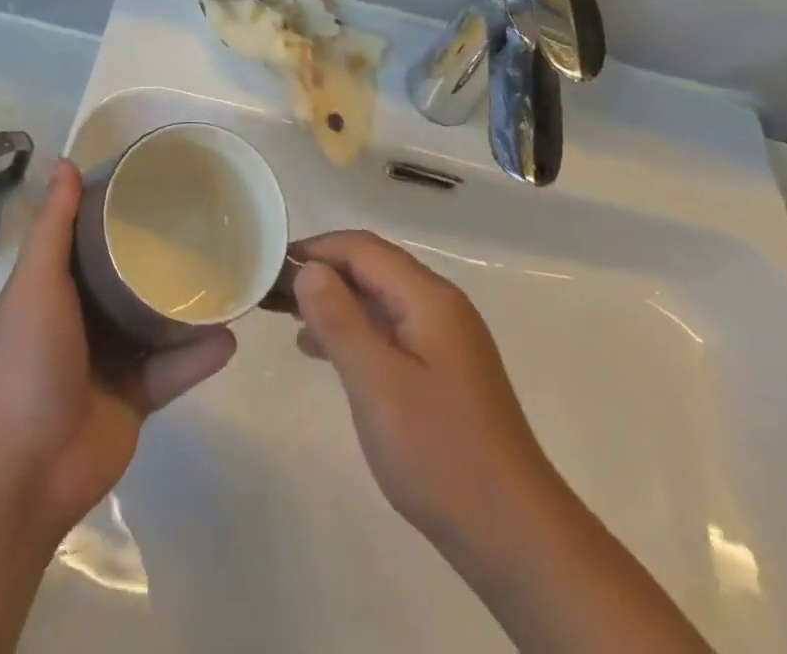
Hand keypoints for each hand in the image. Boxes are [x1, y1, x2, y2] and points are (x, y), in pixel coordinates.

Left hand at [0, 160, 235, 541]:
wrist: (21, 470)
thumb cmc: (24, 360)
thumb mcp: (36, 283)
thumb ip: (54, 227)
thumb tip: (65, 162)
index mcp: (58, 287)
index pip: (92, 238)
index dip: (119, 211)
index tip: (157, 182)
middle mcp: (86, 318)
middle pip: (131, 279)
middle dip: (163, 257)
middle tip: (208, 227)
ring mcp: (112, 361)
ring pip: (158, 323)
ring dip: (190, 306)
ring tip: (231, 277)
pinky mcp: (136, 400)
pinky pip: (174, 371)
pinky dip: (198, 357)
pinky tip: (229, 336)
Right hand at [292, 230, 552, 553]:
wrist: (515, 536)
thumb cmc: (440, 453)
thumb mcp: (377, 384)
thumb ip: (339, 320)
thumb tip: (307, 268)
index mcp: (429, 297)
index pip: (363, 249)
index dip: (316, 248)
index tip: (271, 264)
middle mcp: (441, 305)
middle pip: (373, 267)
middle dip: (323, 272)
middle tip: (273, 293)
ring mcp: (446, 339)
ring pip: (381, 299)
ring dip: (336, 301)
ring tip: (289, 318)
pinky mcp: (444, 370)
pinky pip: (391, 329)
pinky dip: (356, 330)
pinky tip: (327, 352)